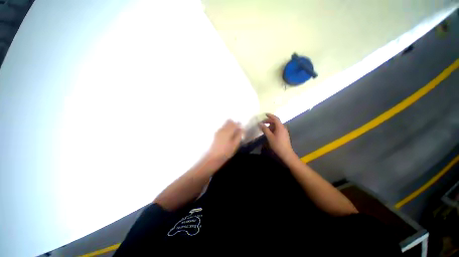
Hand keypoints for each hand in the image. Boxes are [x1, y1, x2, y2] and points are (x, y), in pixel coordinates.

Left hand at [204, 120, 242, 168]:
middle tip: (237, 131)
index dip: (239, 125)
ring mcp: (218, 131)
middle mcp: (222, 129)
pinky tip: (228, 136)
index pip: (235, 124)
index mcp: (227, 131)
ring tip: (233, 134)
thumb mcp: (235, 145)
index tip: (242, 130)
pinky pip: (223, 128)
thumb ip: (238, 135)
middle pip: (229, 121)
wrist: (214, 157)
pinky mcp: (216, 134)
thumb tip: (241, 129)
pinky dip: (227, 129)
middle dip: (234, 124)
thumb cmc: (226, 152)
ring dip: (230, 126)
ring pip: (225, 124)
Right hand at [258, 113, 295, 160]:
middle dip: (269, 121)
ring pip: (277, 126)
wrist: (286, 153)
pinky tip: (269, 132)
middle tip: (262, 122)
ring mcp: (284, 131)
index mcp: (280, 127)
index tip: (265, 114)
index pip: (275, 118)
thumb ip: (265, 129)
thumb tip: (260, 123)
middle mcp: (283, 128)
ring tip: (264, 128)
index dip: (270, 115)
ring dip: (270, 125)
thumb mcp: (270, 137)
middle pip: (276, 122)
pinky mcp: (284, 135)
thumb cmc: (277, 144)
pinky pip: (278, 129)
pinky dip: (273, 129)